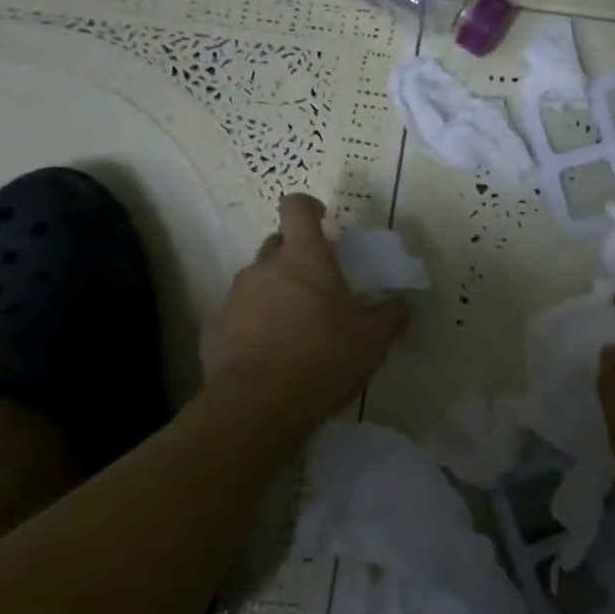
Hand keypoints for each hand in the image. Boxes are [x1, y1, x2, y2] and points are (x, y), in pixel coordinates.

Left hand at [201, 195, 408, 422]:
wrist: (257, 407)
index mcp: (304, 258)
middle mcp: (265, 267)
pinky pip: (237, 313)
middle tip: (317, 286)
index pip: (296, 207)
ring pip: (257, 279)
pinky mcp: (214, 328)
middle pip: (277, 243)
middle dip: (295, 257)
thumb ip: (389, 316)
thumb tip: (400, 304)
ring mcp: (235, 296)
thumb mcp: (372, 342)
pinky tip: (267, 353)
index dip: (308, 208)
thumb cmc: (322, 360)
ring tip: (292, 327)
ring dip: (274, 291)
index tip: (322, 222)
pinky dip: (252, 323)